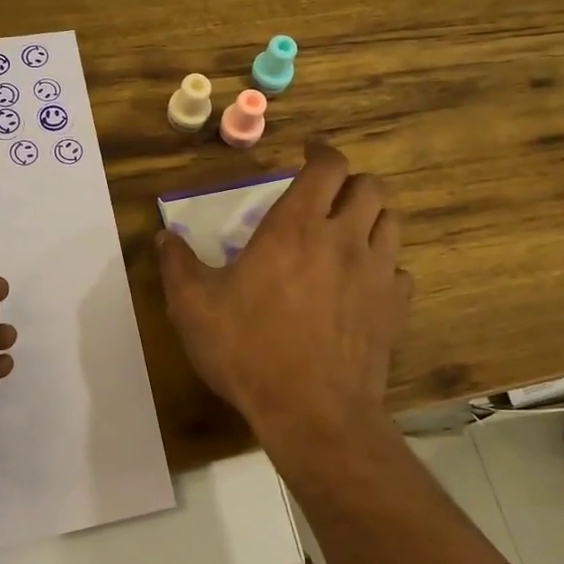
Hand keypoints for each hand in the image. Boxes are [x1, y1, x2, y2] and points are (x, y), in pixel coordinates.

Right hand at [156, 141, 410, 459]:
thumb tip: (163, 237)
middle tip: (328, 196)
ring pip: (392, 223)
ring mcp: (376, 273)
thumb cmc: (248, 350)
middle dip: (350, 183)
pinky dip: (384, 267)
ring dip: (372, 218)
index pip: (327, 166)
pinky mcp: (394, 309)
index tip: (307, 154)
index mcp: (296, 226)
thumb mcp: (193, 307)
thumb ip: (177, 265)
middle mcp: (344, 238)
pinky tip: (364, 283)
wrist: (312, 411)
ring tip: (350, 231)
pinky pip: (400, 271)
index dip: (321, 152)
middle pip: (370, 187)